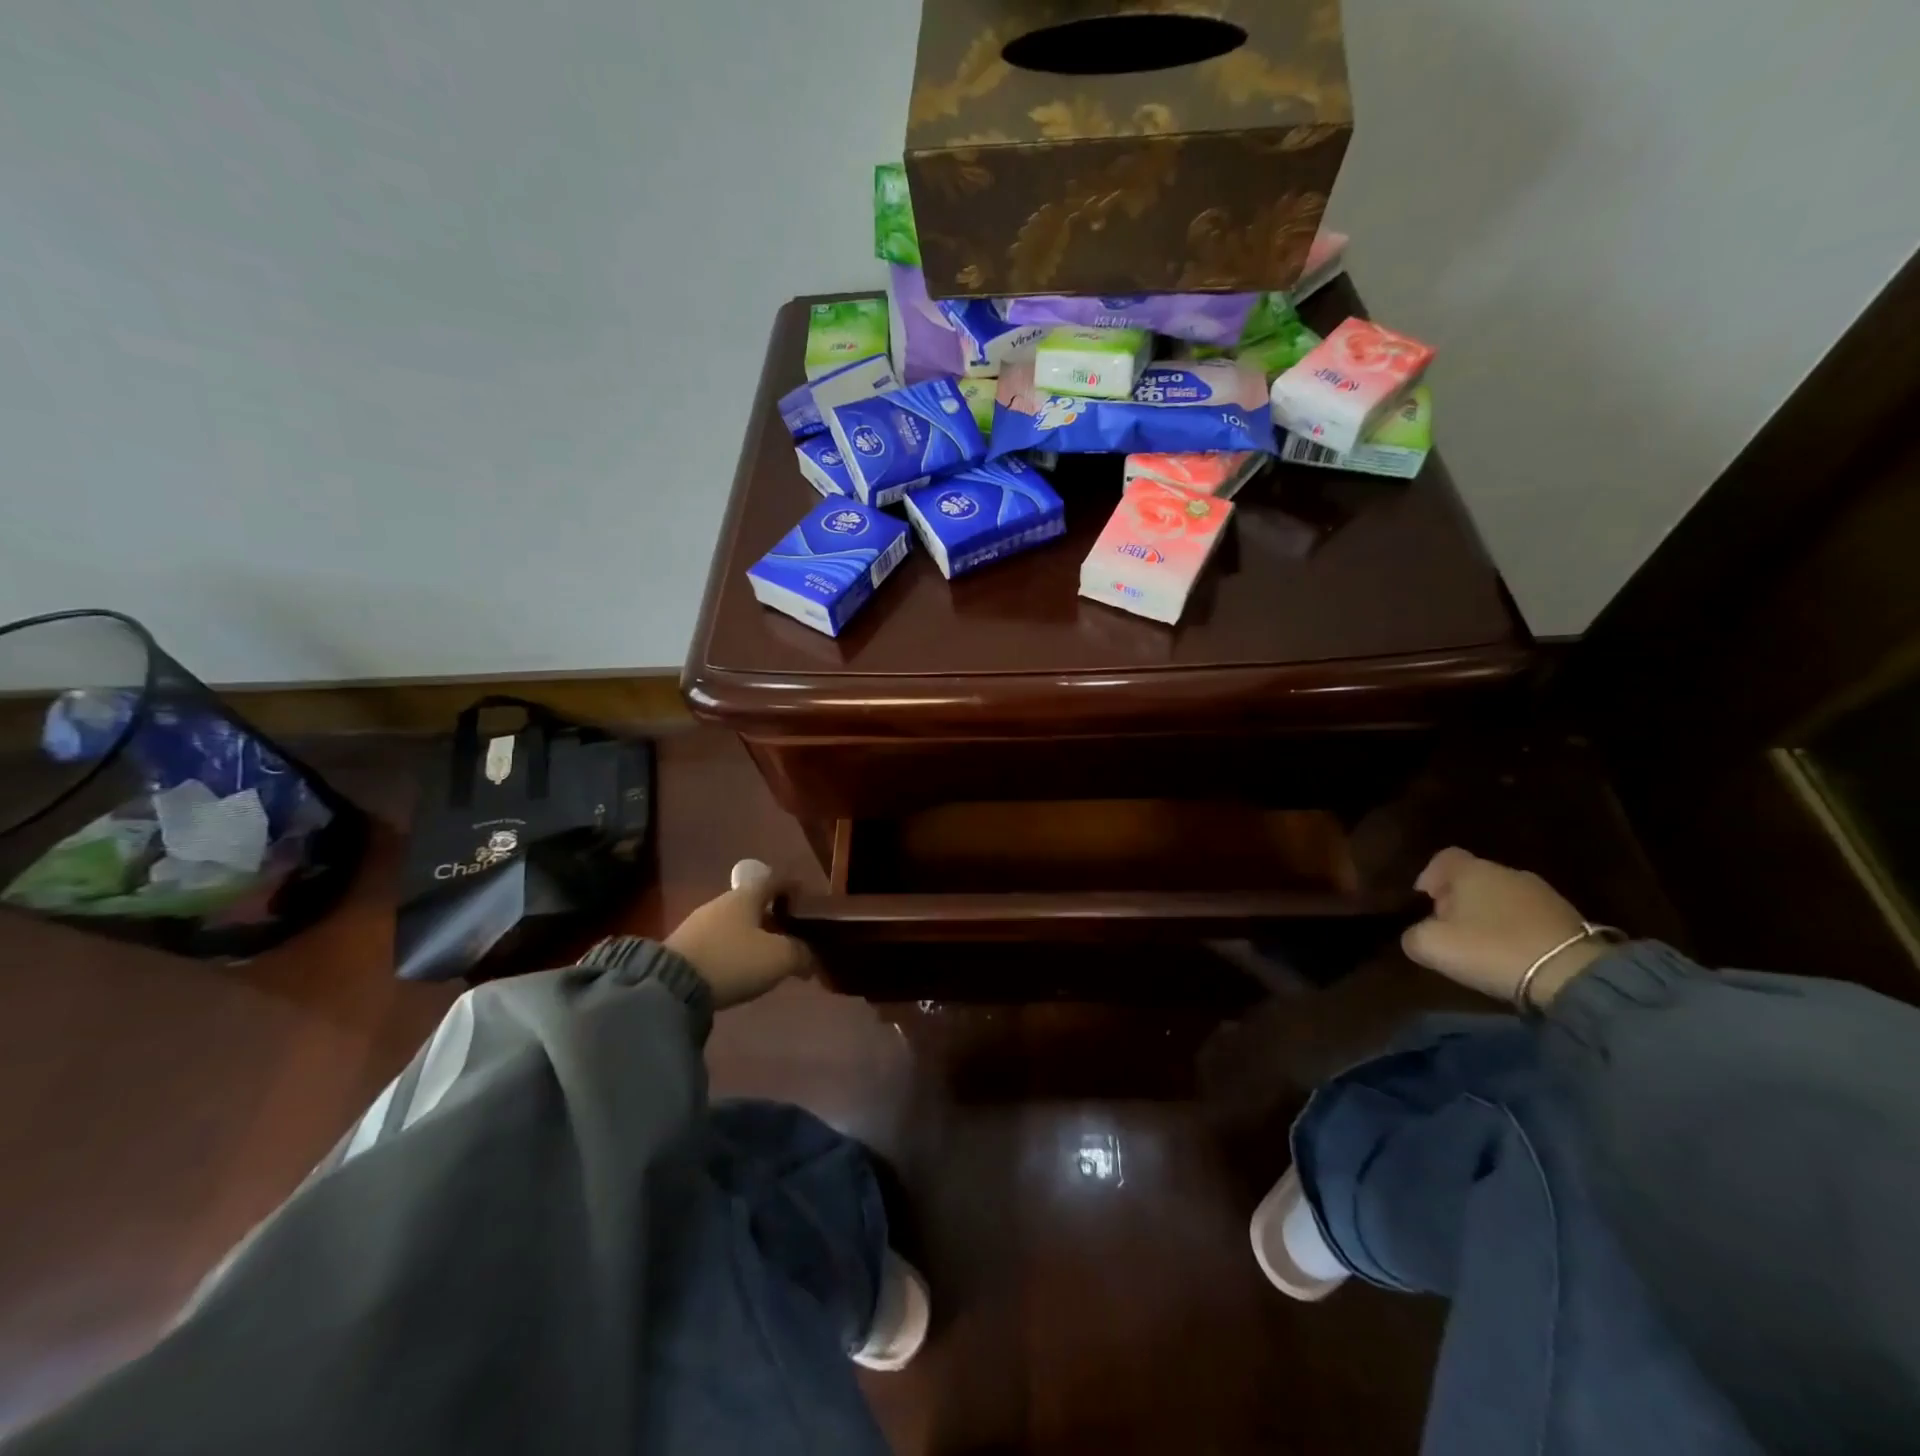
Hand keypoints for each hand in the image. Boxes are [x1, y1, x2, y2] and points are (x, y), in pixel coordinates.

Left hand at [664, 860, 814, 1009]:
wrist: (670, 986)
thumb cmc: (733, 960)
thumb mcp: (778, 958)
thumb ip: (800, 953)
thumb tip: (810, 956)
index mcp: (746, 896)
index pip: (774, 881)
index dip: (793, 888)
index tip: (807, 901)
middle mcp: (722, 903)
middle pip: (754, 903)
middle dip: (774, 916)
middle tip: (791, 936)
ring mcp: (698, 924)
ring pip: (735, 924)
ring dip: (753, 936)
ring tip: (767, 957)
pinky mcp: (684, 947)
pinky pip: (718, 942)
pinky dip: (734, 951)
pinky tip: (739, 969)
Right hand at [1401, 848, 1606, 1005]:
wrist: (1572, 974)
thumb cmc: (1491, 949)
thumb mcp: (1432, 946)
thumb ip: (1413, 935)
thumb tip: (1418, 935)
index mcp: (1472, 871)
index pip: (1444, 858)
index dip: (1429, 876)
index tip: (1424, 902)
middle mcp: (1507, 872)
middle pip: (1474, 878)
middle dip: (1458, 899)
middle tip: (1451, 928)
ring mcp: (1543, 893)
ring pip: (1503, 896)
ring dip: (1489, 915)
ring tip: (1484, 944)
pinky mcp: (1569, 918)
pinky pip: (1529, 916)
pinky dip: (1516, 928)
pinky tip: (1513, 953)